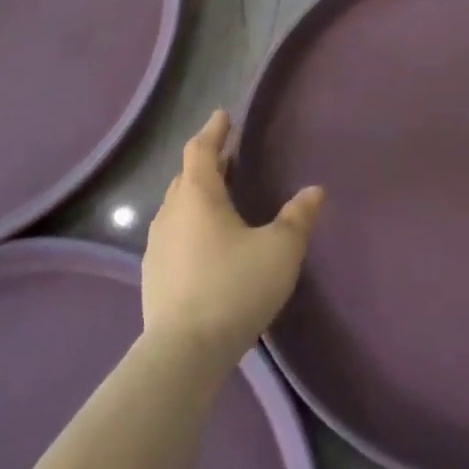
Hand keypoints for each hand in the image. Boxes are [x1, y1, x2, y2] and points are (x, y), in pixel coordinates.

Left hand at [142, 109, 324, 367]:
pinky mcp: (153, 275)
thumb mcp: (280, 249)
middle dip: (208, 163)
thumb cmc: (235, 287)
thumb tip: (314, 191)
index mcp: (198, 196)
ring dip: (197, 195)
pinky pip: (174, 235)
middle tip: (229, 156)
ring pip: (178, 207)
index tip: (223, 116)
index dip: (214, 131)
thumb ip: (298, 217)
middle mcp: (171, 213)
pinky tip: (207, 244)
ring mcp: (156, 246)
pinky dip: (191, 225)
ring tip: (221, 198)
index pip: (201, 151)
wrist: (184, 351)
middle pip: (186, 177)